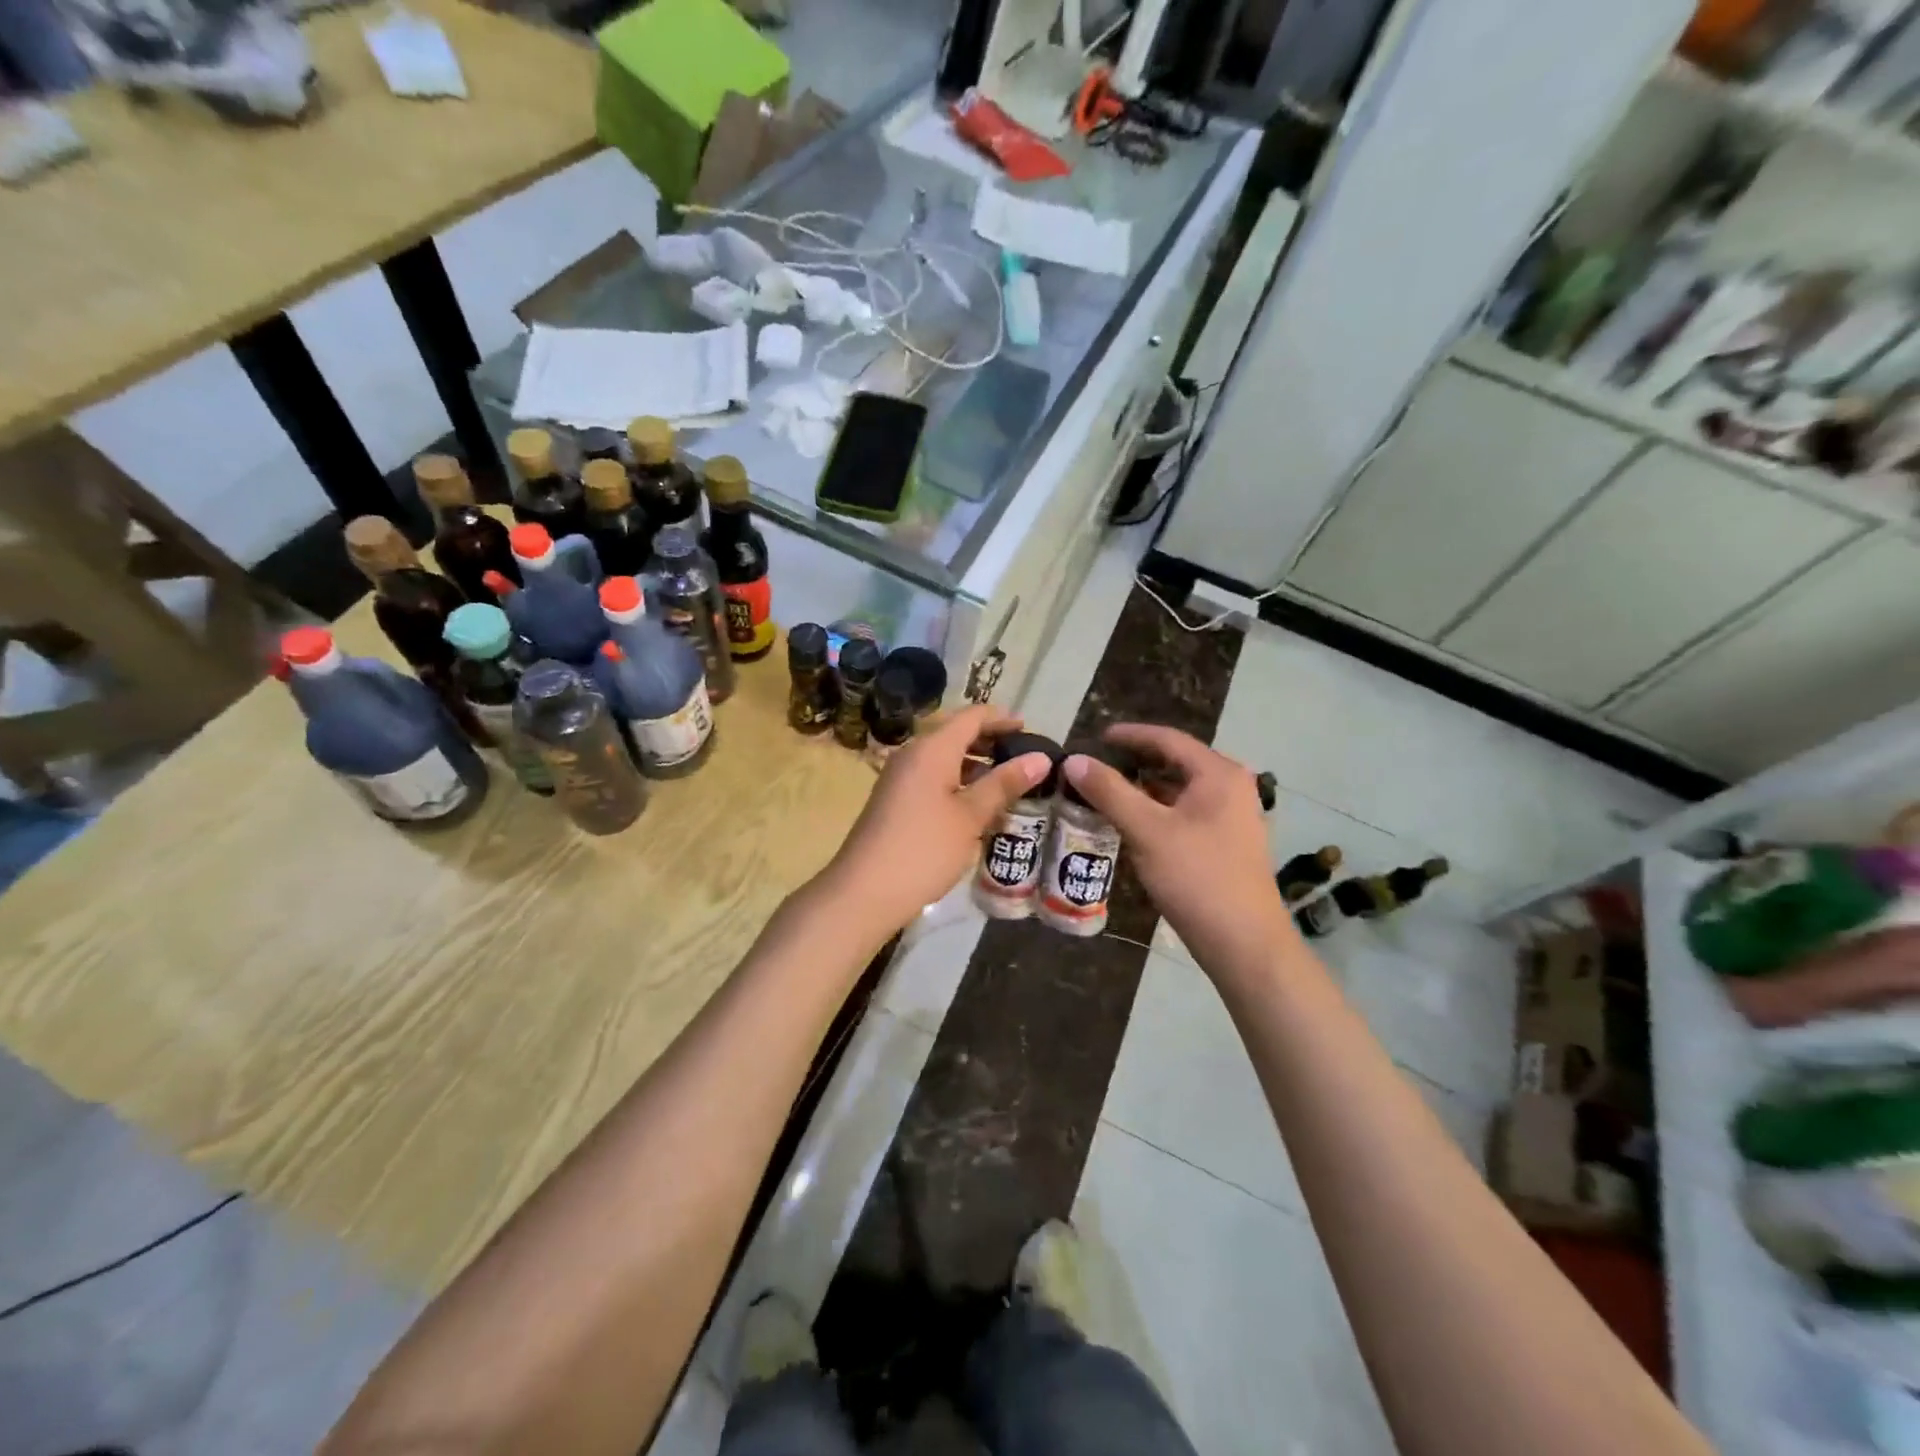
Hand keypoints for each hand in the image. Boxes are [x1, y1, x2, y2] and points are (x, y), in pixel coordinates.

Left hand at [820, 705, 1052, 939]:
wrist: (864, 891)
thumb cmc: (924, 848)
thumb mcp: (971, 816)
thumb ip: (1004, 784)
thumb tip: (1041, 758)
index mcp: (932, 748)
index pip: (972, 716)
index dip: (1002, 719)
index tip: (1031, 731)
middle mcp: (912, 753)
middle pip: (956, 734)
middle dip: (990, 741)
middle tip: (1025, 758)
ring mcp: (900, 777)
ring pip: (944, 758)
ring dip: (975, 764)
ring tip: (1008, 784)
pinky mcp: (894, 800)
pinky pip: (932, 777)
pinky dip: (958, 782)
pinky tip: (977, 806)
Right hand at [1063, 724, 1295, 978]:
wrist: (1244, 943)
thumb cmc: (1197, 878)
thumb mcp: (1147, 831)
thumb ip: (1109, 792)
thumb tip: (1074, 760)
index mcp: (1219, 774)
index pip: (1168, 739)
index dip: (1130, 735)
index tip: (1096, 736)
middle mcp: (1231, 787)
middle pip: (1176, 762)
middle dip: (1135, 761)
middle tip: (1096, 764)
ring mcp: (1232, 816)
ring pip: (1179, 790)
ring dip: (1144, 788)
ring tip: (1106, 791)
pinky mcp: (1226, 842)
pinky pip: (1185, 812)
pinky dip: (1157, 810)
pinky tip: (1132, 823)